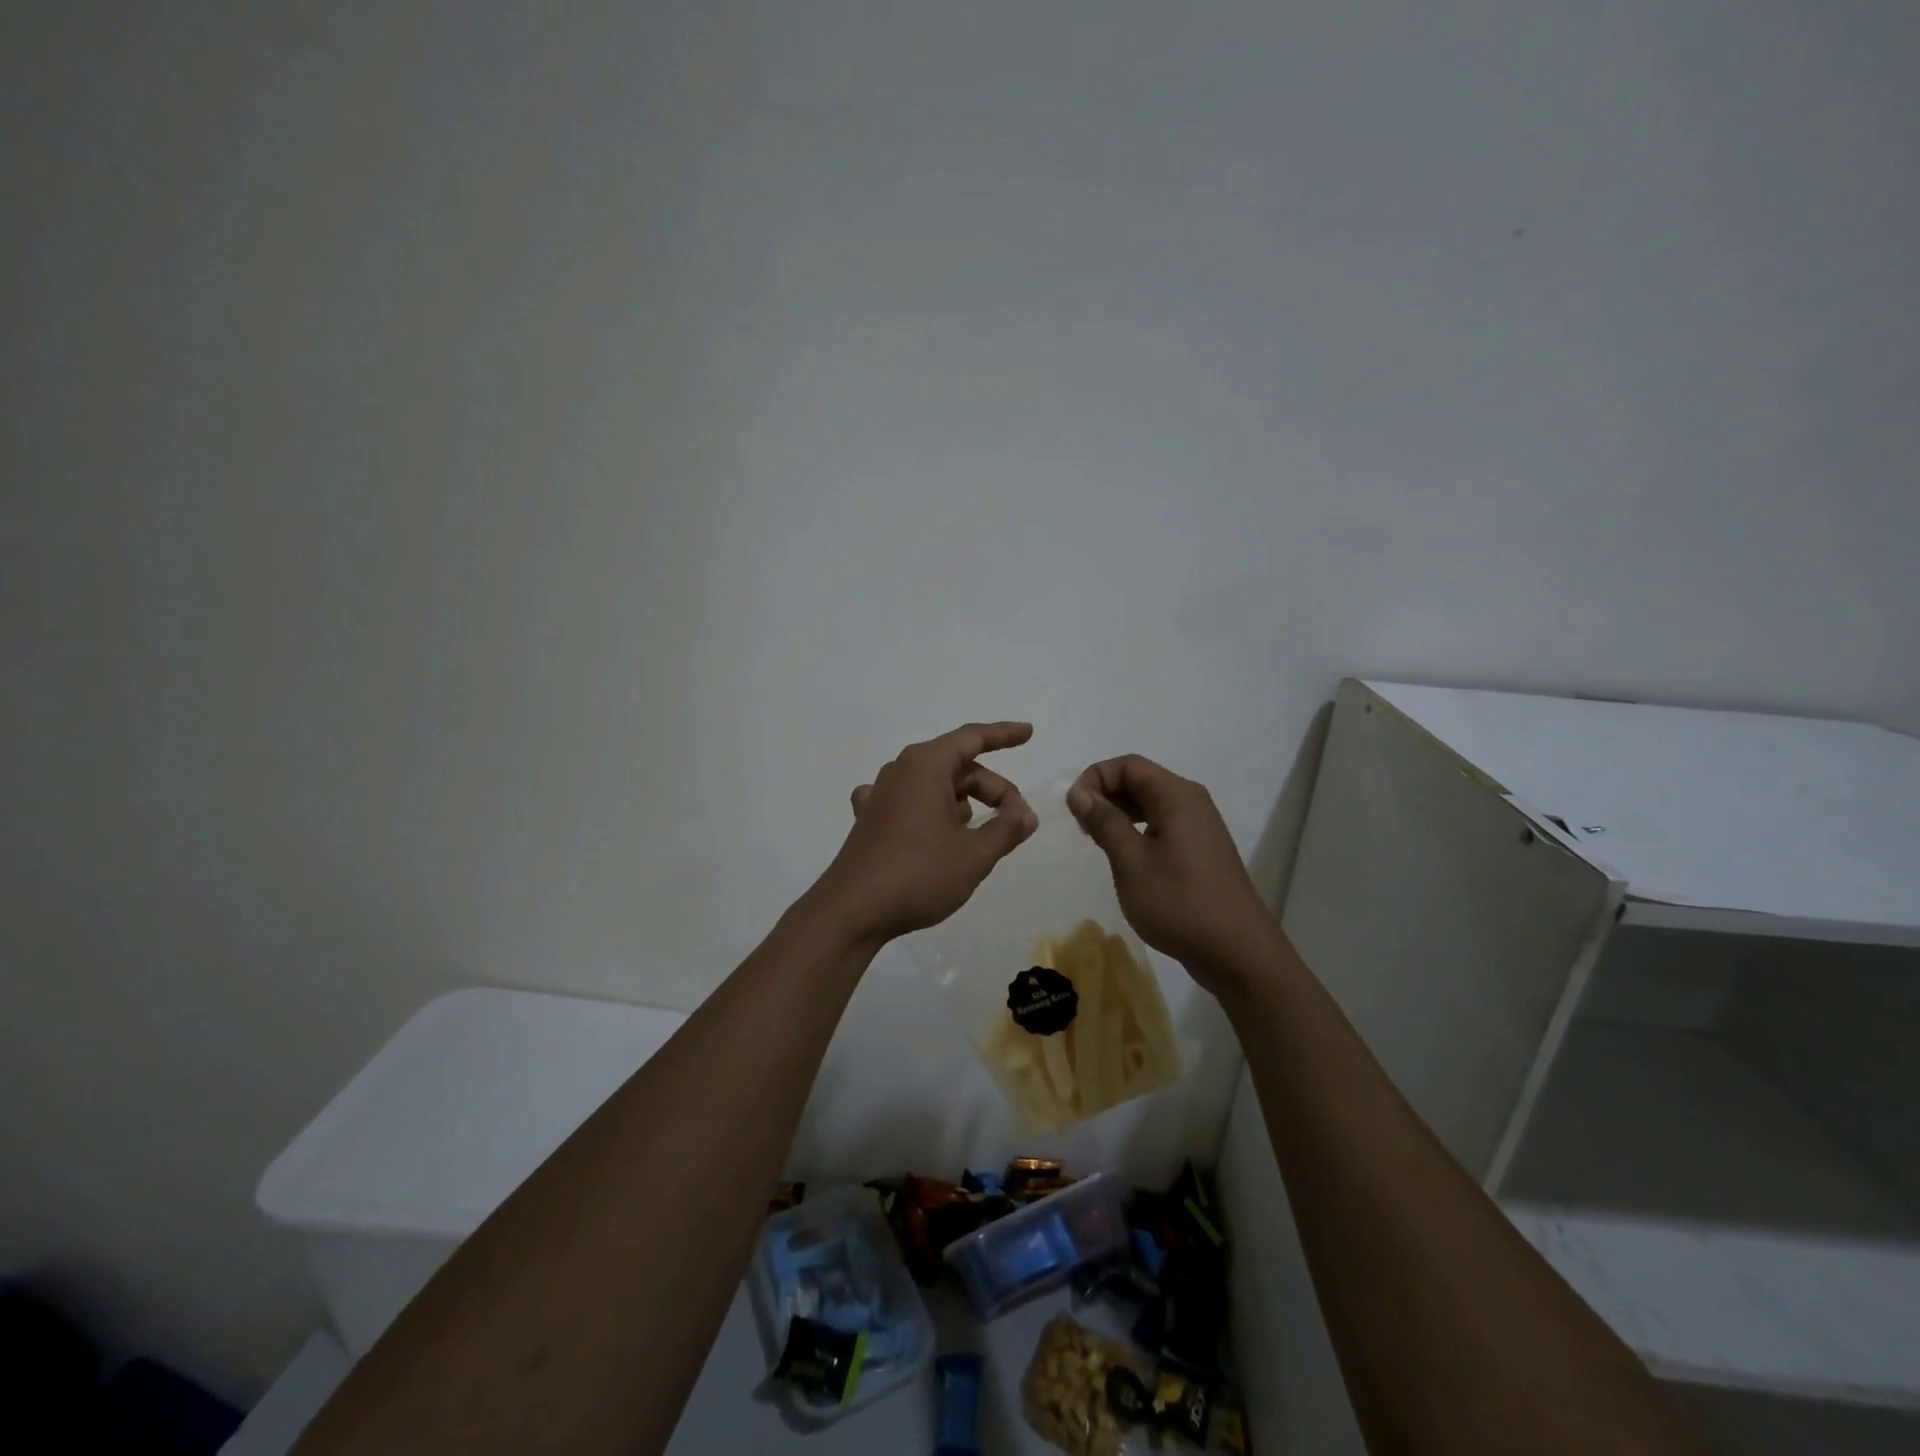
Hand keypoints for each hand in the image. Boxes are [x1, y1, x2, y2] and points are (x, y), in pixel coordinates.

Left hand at [814, 721, 1038, 944]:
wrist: (852, 911)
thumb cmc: (919, 874)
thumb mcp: (974, 854)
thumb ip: (1006, 828)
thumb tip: (1026, 814)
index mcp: (925, 765)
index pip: (972, 738)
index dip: (1003, 735)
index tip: (1029, 732)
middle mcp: (900, 771)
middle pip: (958, 767)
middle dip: (992, 789)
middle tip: (1016, 823)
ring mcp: (881, 795)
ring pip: (935, 787)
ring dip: (964, 804)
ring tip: (982, 838)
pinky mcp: (870, 821)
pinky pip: (910, 804)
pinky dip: (932, 813)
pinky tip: (934, 831)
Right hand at [1067, 754, 1276, 992]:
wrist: (1237, 952)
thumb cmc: (1179, 902)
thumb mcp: (1131, 861)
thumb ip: (1104, 821)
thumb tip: (1080, 793)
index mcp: (1176, 795)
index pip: (1128, 765)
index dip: (1095, 778)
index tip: (1074, 809)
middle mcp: (1191, 802)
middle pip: (1141, 780)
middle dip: (1106, 794)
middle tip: (1081, 827)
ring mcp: (1200, 827)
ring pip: (1151, 804)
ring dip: (1119, 813)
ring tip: (1097, 841)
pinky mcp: (1201, 850)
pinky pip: (1163, 824)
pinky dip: (1138, 830)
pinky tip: (1125, 857)